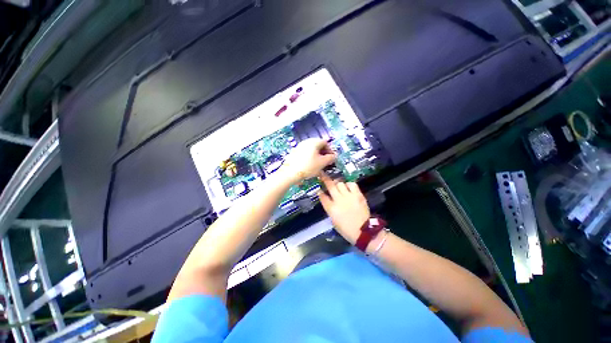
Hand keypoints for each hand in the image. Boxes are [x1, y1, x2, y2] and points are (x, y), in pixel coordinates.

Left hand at [280, 139, 336, 183]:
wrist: (290, 173)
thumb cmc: (308, 167)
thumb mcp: (322, 163)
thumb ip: (330, 158)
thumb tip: (334, 156)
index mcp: (314, 142)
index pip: (326, 143)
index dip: (330, 151)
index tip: (331, 158)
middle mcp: (306, 142)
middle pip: (318, 146)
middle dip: (323, 154)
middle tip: (326, 162)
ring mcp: (299, 147)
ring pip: (311, 150)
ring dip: (317, 156)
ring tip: (318, 165)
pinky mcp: (294, 153)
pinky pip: (305, 153)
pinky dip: (309, 158)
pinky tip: (309, 166)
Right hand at [318, 173, 369, 244]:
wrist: (363, 231)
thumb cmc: (346, 229)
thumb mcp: (333, 221)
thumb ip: (330, 209)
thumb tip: (329, 201)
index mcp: (331, 208)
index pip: (322, 196)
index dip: (320, 192)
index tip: (319, 189)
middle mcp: (338, 200)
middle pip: (330, 185)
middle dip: (325, 179)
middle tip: (322, 174)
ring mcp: (348, 196)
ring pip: (340, 183)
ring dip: (338, 183)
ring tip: (338, 185)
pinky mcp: (358, 195)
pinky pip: (351, 184)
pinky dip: (349, 184)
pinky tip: (348, 187)